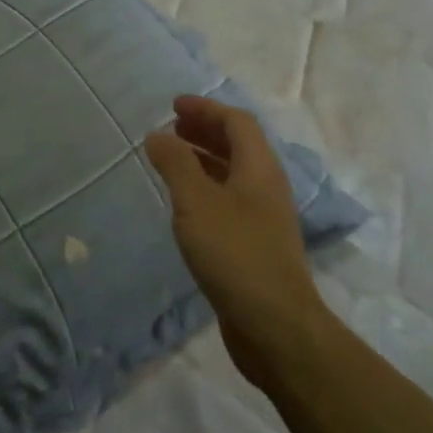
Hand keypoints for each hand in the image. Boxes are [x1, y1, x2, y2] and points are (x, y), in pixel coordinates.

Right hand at [144, 95, 327, 384]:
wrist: (275, 326)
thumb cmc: (235, 254)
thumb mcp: (196, 202)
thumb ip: (175, 164)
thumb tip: (157, 134)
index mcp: (259, 169)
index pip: (237, 122)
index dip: (206, 108)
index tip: (173, 106)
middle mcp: (266, 187)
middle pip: (238, 145)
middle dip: (204, 130)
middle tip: (170, 128)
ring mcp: (263, 218)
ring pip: (232, 174)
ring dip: (203, 159)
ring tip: (170, 159)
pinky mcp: (254, 245)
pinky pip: (228, 200)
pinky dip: (204, 188)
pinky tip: (183, 203)